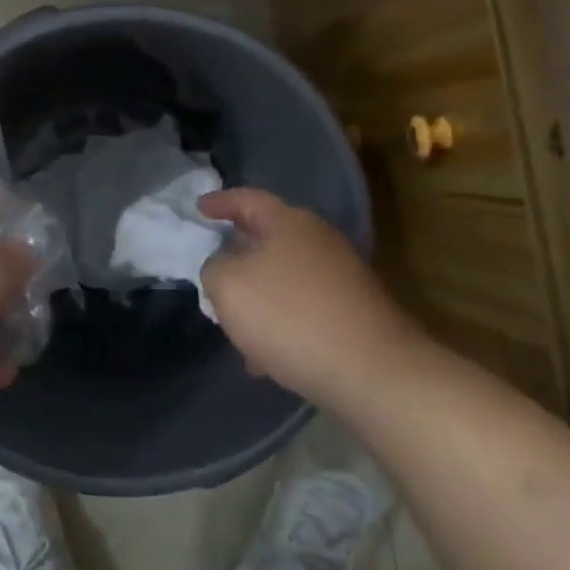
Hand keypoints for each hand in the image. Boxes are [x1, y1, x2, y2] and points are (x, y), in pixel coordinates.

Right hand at [199, 187, 426, 408]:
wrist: (370, 370)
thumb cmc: (289, 316)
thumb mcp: (228, 286)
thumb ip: (214, 267)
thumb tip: (225, 266)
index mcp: (289, 222)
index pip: (247, 199)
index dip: (220, 202)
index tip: (198, 209)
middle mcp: (319, 240)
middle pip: (267, 238)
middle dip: (237, 254)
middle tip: (212, 269)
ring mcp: (341, 276)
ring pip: (284, 278)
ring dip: (257, 297)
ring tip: (234, 326)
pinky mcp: (353, 311)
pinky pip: (303, 308)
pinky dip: (280, 324)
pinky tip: (266, 357)